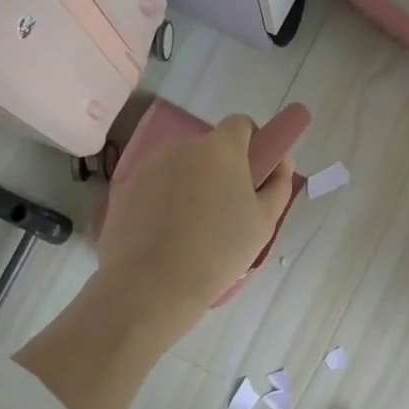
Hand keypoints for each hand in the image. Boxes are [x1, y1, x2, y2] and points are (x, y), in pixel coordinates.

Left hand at [96, 114, 296, 329]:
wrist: (152, 284)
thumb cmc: (219, 251)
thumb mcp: (264, 222)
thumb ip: (278, 185)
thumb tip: (283, 162)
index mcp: (221, 148)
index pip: (240, 124)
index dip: (252, 143)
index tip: (254, 173)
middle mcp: (183, 147)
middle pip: (209, 148)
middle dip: (220, 169)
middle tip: (227, 209)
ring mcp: (150, 166)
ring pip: (181, 167)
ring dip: (192, 184)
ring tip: (194, 228)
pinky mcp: (125, 188)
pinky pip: (155, 186)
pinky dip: (164, 201)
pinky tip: (167, 235)